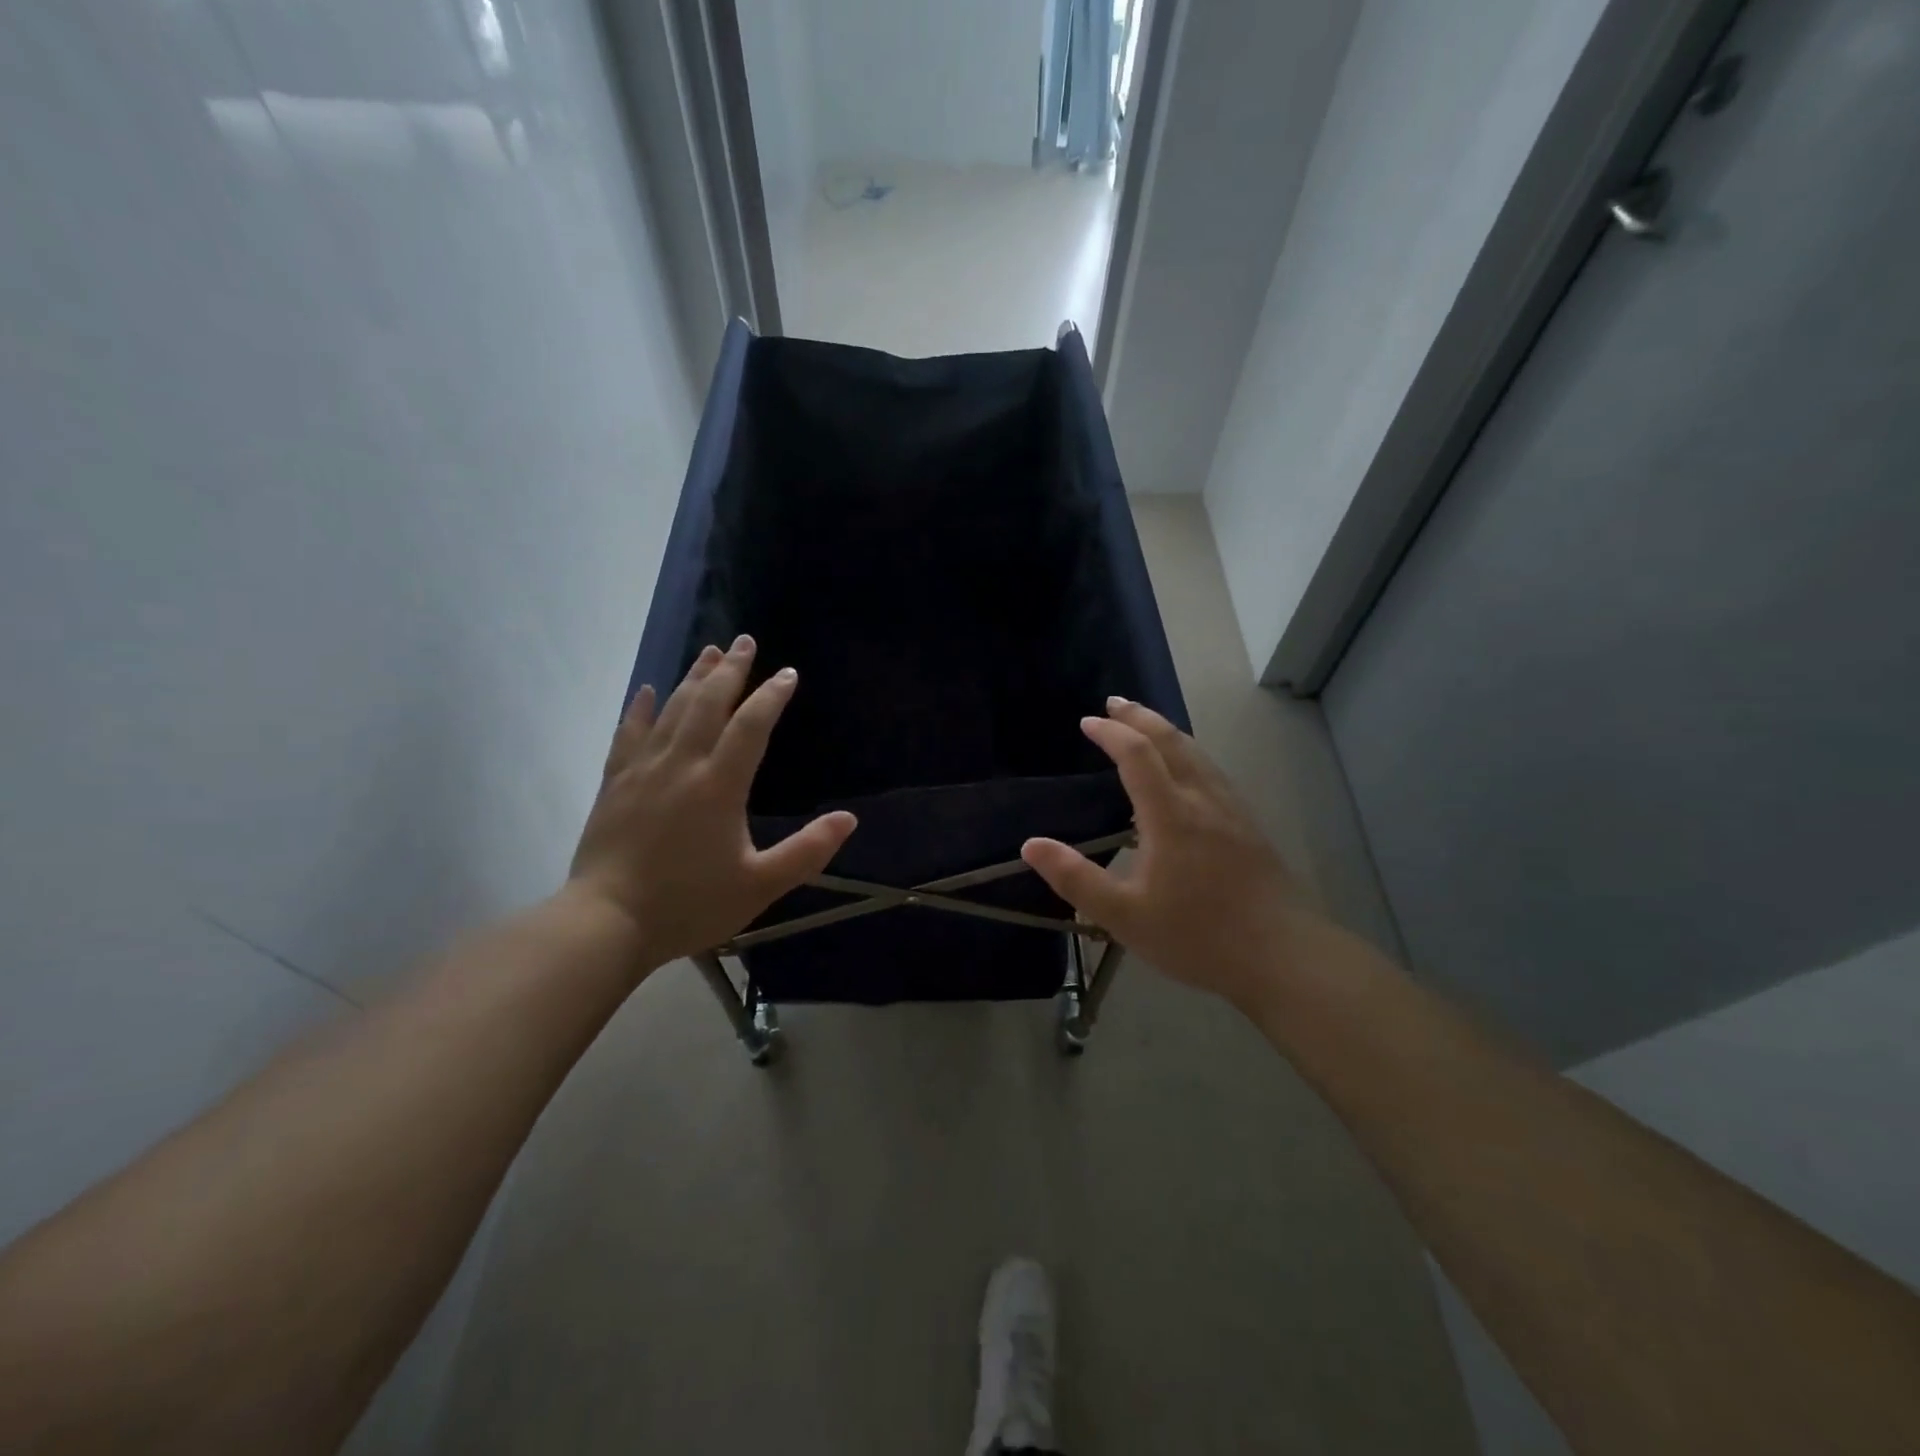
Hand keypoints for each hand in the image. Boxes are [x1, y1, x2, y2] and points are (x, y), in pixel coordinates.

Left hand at [565, 635, 856, 974]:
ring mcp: (642, 770)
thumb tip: (849, 819)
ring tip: (710, 652)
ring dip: (693, 678)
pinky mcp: (614, 784)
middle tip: (745, 641)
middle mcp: (681, 765)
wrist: (607, 923)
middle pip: (708, 703)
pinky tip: (648, 690)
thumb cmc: (689, 904)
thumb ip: (807, 851)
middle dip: (731, 670)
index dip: (771, 696)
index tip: (787, 674)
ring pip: (671, 710)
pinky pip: (628, 734)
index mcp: (719, 785)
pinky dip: (641, 708)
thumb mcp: (760, 885)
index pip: (751, 726)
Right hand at [1020, 698, 1319, 1010]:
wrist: (1283, 956)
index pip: (1138, 755)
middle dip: (1140, 717)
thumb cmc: (1197, 936)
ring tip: (1145, 725)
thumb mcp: (1124, 916)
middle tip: (1114, 703)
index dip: (1111, 733)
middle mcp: (1203, 800)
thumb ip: (1075, 879)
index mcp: (1171, 815)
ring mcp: (1232, 810)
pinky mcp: (1249, 826)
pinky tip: (1187, 770)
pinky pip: (1212, 771)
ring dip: (1167, 731)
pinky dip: (1188, 752)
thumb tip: (1030, 845)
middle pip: (1172, 741)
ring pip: (1197, 753)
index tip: (1087, 722)